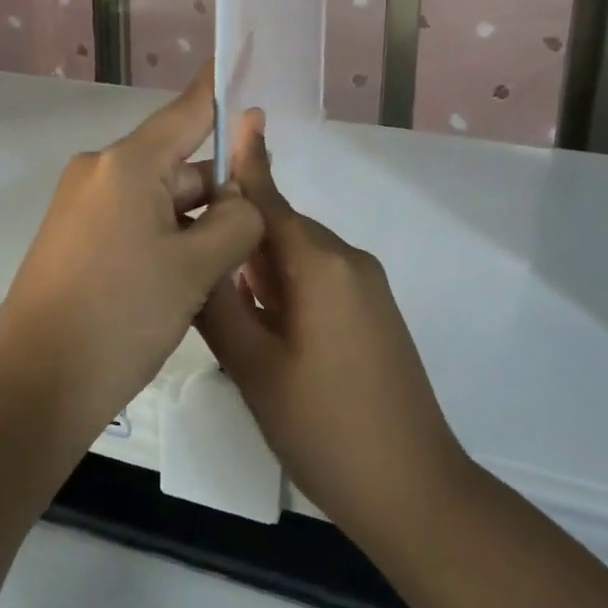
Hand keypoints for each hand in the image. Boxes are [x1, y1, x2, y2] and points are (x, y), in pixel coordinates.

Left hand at [0, 66, 264, 446]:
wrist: (35, 387)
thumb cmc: (121, 316)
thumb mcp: (196, 268)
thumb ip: (235, 220)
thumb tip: (242, 200)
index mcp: (126, 165)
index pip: (187, 110)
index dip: (219, 86)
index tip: (238, 50)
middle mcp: (99, 172)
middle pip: (178, 164)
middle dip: (217, 192)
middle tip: (255, 233)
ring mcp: (82, 205)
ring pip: (158, 198)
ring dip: (193, 224)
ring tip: (222, 270)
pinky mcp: (75, 237)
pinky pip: (133, 220)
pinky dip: (165, 238)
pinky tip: (185, 279)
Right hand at [197, 114, 471, 549]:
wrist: (415, 491)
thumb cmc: (326, 429)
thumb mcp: (255, 368)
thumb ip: (219, 305)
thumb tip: (196, 257)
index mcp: (319, 265)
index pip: (269, 200)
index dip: (246, 161)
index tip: (233, 116)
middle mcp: (347, 261)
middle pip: (280, 229)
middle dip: (238, 238)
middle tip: (192, 264)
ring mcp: (367, 287)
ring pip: (297, 257)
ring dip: (260, 270)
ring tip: (222, 306)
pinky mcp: (373, 312)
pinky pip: (319, 280)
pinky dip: (286, 289)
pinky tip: (265, 329)